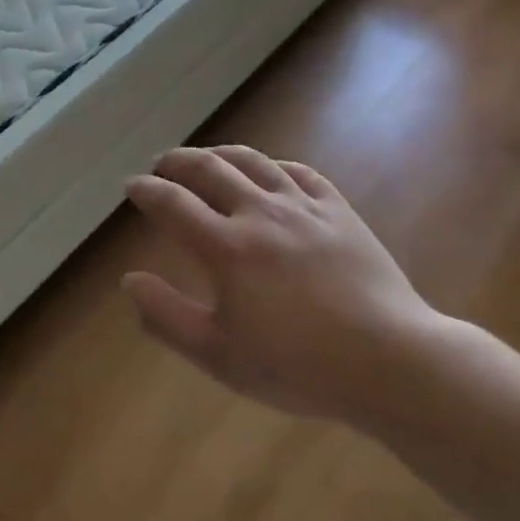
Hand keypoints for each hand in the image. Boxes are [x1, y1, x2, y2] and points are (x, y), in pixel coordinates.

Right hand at [123, 146, 440, 420]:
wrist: (390, 361)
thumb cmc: (299, 367)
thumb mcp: (220, 355)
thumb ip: (167, 316)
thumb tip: (129, 280)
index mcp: (226, 247)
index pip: (172, 203)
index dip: (146, 190)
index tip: (131, 185)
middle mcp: (259, 213)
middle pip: (208, 169)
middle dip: (176, 161)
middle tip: (161, 164)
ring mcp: (302, 207)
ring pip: (252, 161)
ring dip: (220, 153)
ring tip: (206, 157)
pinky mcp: (338, 210)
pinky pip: (299, 172)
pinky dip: (273, 166)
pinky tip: (268, 172)